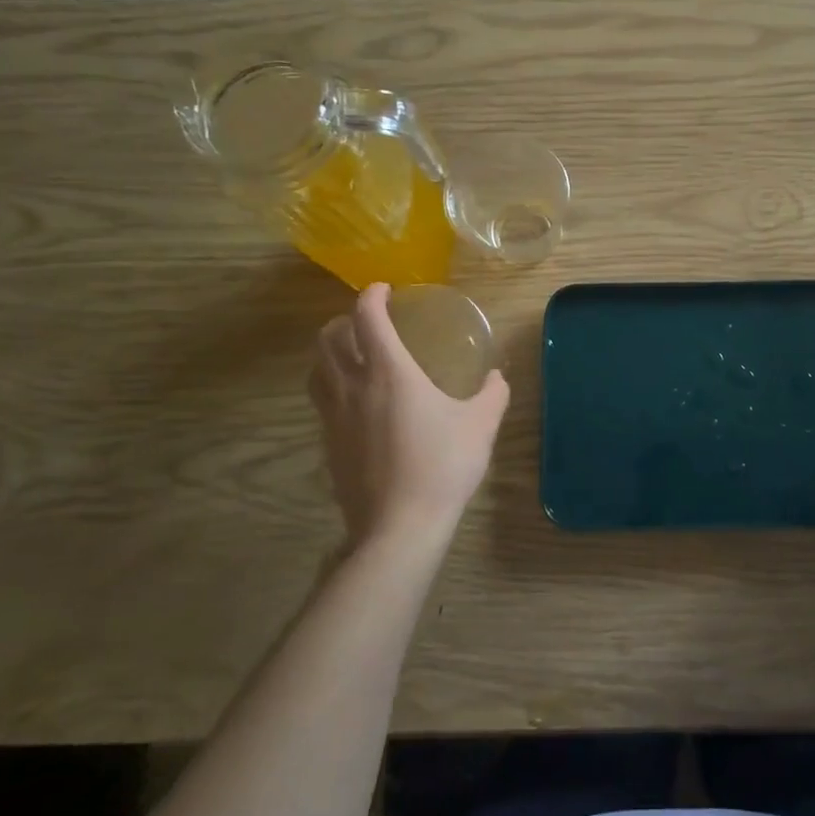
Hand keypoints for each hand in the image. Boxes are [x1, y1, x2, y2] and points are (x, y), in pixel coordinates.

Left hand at [308, 283, 509, 543]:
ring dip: (330, 351)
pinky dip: (332, 384)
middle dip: (344, 320)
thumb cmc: (443, 465)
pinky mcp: (329, 443)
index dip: (372, 296)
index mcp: (390, 372)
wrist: (399, 525)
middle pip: (328, 338)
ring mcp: (335, 416)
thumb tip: (497, 376)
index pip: (367, 318)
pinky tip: (355, 400)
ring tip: (353, 355)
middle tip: (368, 322)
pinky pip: (322, 399)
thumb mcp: (481, 425)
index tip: (385, 290)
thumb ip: (493, 393)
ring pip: (317, 368)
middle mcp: (354, 386)